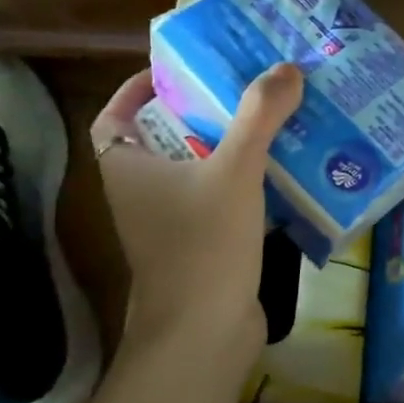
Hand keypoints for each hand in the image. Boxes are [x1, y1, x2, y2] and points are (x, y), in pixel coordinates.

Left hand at [90, 64, 302, 356]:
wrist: (204, 334)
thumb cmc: (202, 244)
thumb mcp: (234, 169)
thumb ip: (260, 115)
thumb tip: (286, 67)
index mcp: (128, 167)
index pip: (117, 115)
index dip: (141, 89)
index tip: (182, 69)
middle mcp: (143, 191)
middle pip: (166, 135)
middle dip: (203, 108)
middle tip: (245, 83)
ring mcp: (173, 220)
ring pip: (199, 166)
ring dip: (231, 142)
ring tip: (274, 115)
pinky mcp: (204, 242)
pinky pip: (222, 195)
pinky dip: (247, 178)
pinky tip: (286, 166)